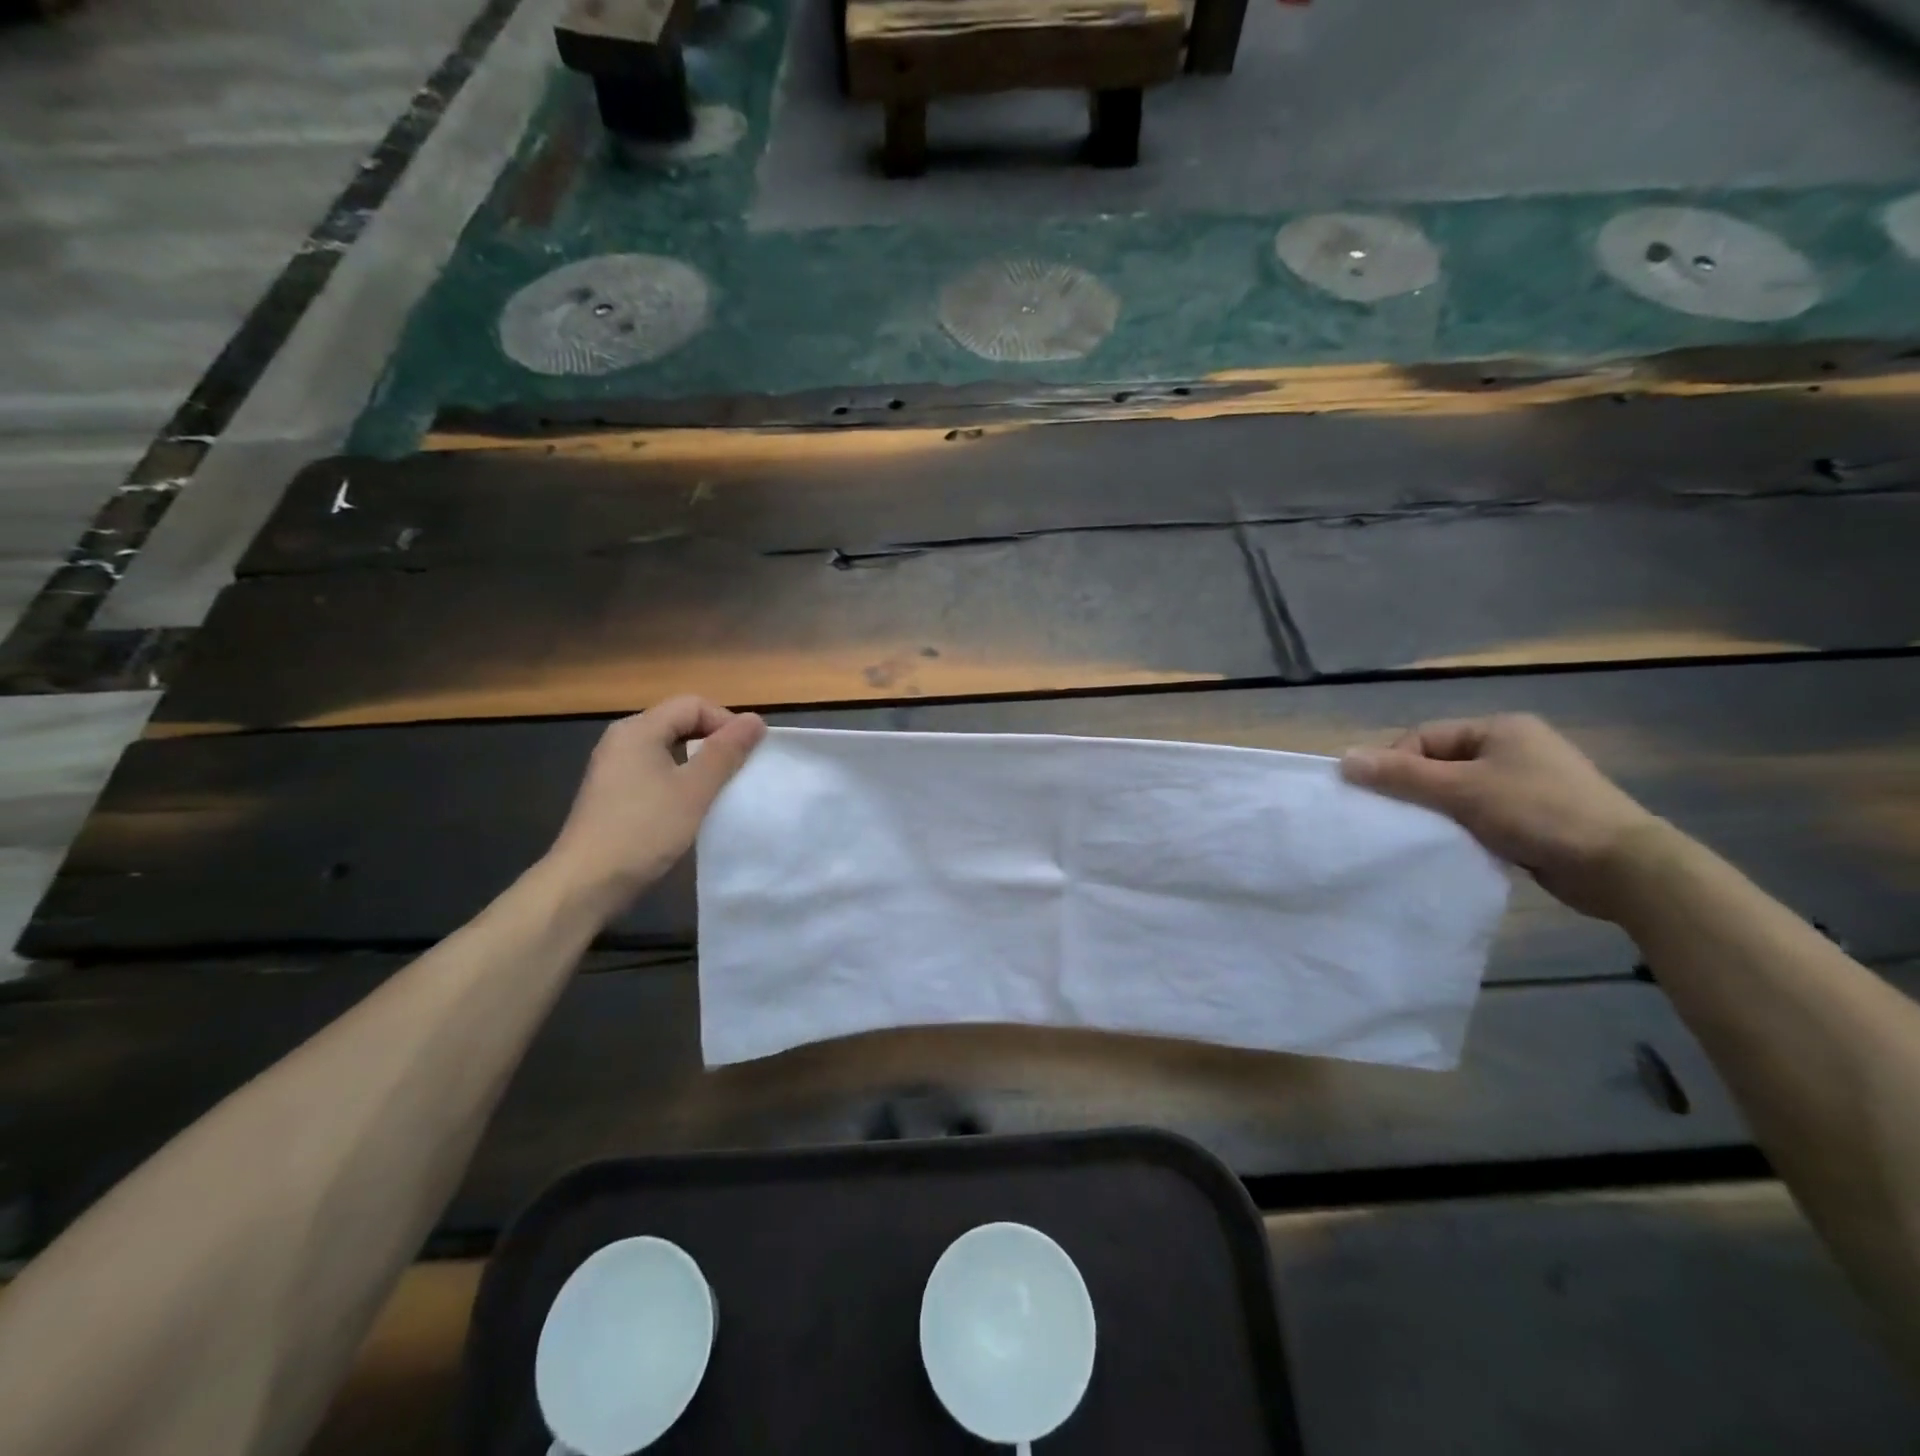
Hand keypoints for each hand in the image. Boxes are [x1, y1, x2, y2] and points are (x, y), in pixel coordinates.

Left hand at [545, 696, 766, 913]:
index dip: (726, 722)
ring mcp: (615, 768)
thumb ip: (726, 752)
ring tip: (722, 788)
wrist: (586, 883)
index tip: (750, 753)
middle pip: (680, 723)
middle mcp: (623, 740)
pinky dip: (680, 780)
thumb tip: (755, 720)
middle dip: (715, 741)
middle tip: (741, 769)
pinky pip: (656, 771)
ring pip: (669, 749)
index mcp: (639, 729)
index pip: (693, 705)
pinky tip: (692, 806)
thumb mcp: (694, 790)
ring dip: (700, 763)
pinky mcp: (614, 794)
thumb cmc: (644, 830)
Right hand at [1340, 713, 1661, 920]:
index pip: (1425, 738)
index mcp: (1499, 728)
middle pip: (1440, 763)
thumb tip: (1344, 759)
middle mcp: (1514, 748)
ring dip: (1438, 811)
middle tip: (1395, 818)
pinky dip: (1462, 826)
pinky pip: (1480, 813)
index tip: (1379, 797)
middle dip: (1414, 789)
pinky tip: (1453, 845)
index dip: (1396, 764)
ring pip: (1458, 791)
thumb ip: (1401, 775)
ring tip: (1422, 834)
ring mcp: (1527, 782)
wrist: (1622, 867)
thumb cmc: (1538, 813)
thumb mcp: (1461, 790)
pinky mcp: (1536, 815)